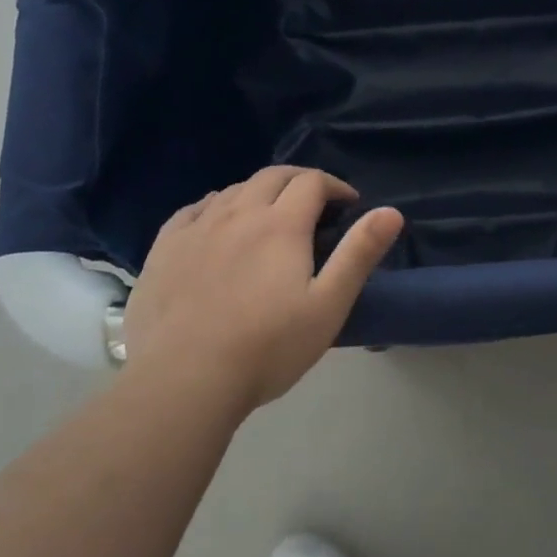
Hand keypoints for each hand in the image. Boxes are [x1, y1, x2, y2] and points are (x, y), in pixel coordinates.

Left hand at [122, 167, 402, 416]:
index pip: (312, 182)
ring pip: (233, 190)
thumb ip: (359, 254)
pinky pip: (193, 210)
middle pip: (272, 176)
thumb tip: (392, 212)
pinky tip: (217, 224)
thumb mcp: (328, 305)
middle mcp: (238, 213)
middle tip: (315, 203)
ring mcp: (196, 228)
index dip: (335, 186)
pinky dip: (216, 206)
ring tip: (270, 216)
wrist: (184, 380)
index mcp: (281, 224)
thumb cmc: (268, 347)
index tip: (348, 205)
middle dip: (299, 181)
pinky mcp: (164, 248)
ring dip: (259, 192)